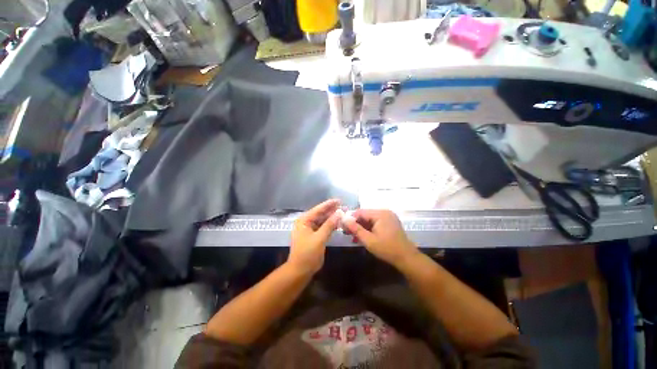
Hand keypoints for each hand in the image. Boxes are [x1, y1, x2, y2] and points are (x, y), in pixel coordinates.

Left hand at [288, 199, 340, 274]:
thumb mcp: (319, 238)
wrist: (300, 271)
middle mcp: (306, 222)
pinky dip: (330, 225)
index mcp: (304, 220)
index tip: (339, 200)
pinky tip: (338, 223)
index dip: (329, 204)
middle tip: (345, 207)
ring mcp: (310, 229)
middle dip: (332, 211)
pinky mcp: (314, 235)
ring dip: (332, 218)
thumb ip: (329, 224)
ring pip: (323, 220)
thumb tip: (339, 212)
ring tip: (344, 214)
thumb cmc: (308, 253)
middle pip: (321, 214)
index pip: (318, 209)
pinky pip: (323, 227)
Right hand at [343, 209, 418, 267]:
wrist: (406, 258)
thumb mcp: (368, 240)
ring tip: (353, 237)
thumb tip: (343, 219)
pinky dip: (369, 229)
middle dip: (356, 224)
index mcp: (380, 214)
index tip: (343, 227)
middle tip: (347, 233)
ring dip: (361, 228)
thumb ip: (355, 229)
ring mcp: (388, 217)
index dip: (350, 219)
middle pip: (365, 215)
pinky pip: (375, 223)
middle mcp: (384, 212)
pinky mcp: (390, 223)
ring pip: (369, 219)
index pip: (360, 212)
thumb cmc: (387, 249)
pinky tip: (362, 237)